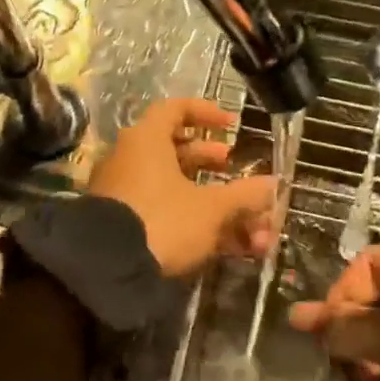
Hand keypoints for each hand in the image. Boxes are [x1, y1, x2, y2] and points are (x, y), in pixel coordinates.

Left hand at [89, 98, 275, 276]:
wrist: (105, 270)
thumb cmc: (162, 221)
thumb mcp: (210, 208)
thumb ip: (244, 195)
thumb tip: (274, 184)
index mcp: (147, 140)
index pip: (175, 109)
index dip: (205, 113)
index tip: (231, 126)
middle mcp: (131, 158)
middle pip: (176, 150)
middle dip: (211, 161)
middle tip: (234, 167)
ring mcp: (124, 191)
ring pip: (173, 186)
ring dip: (211, 199)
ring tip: (239, 214)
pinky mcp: (123, 222)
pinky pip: (162, 210)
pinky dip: (192, 219)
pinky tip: (225, 244)